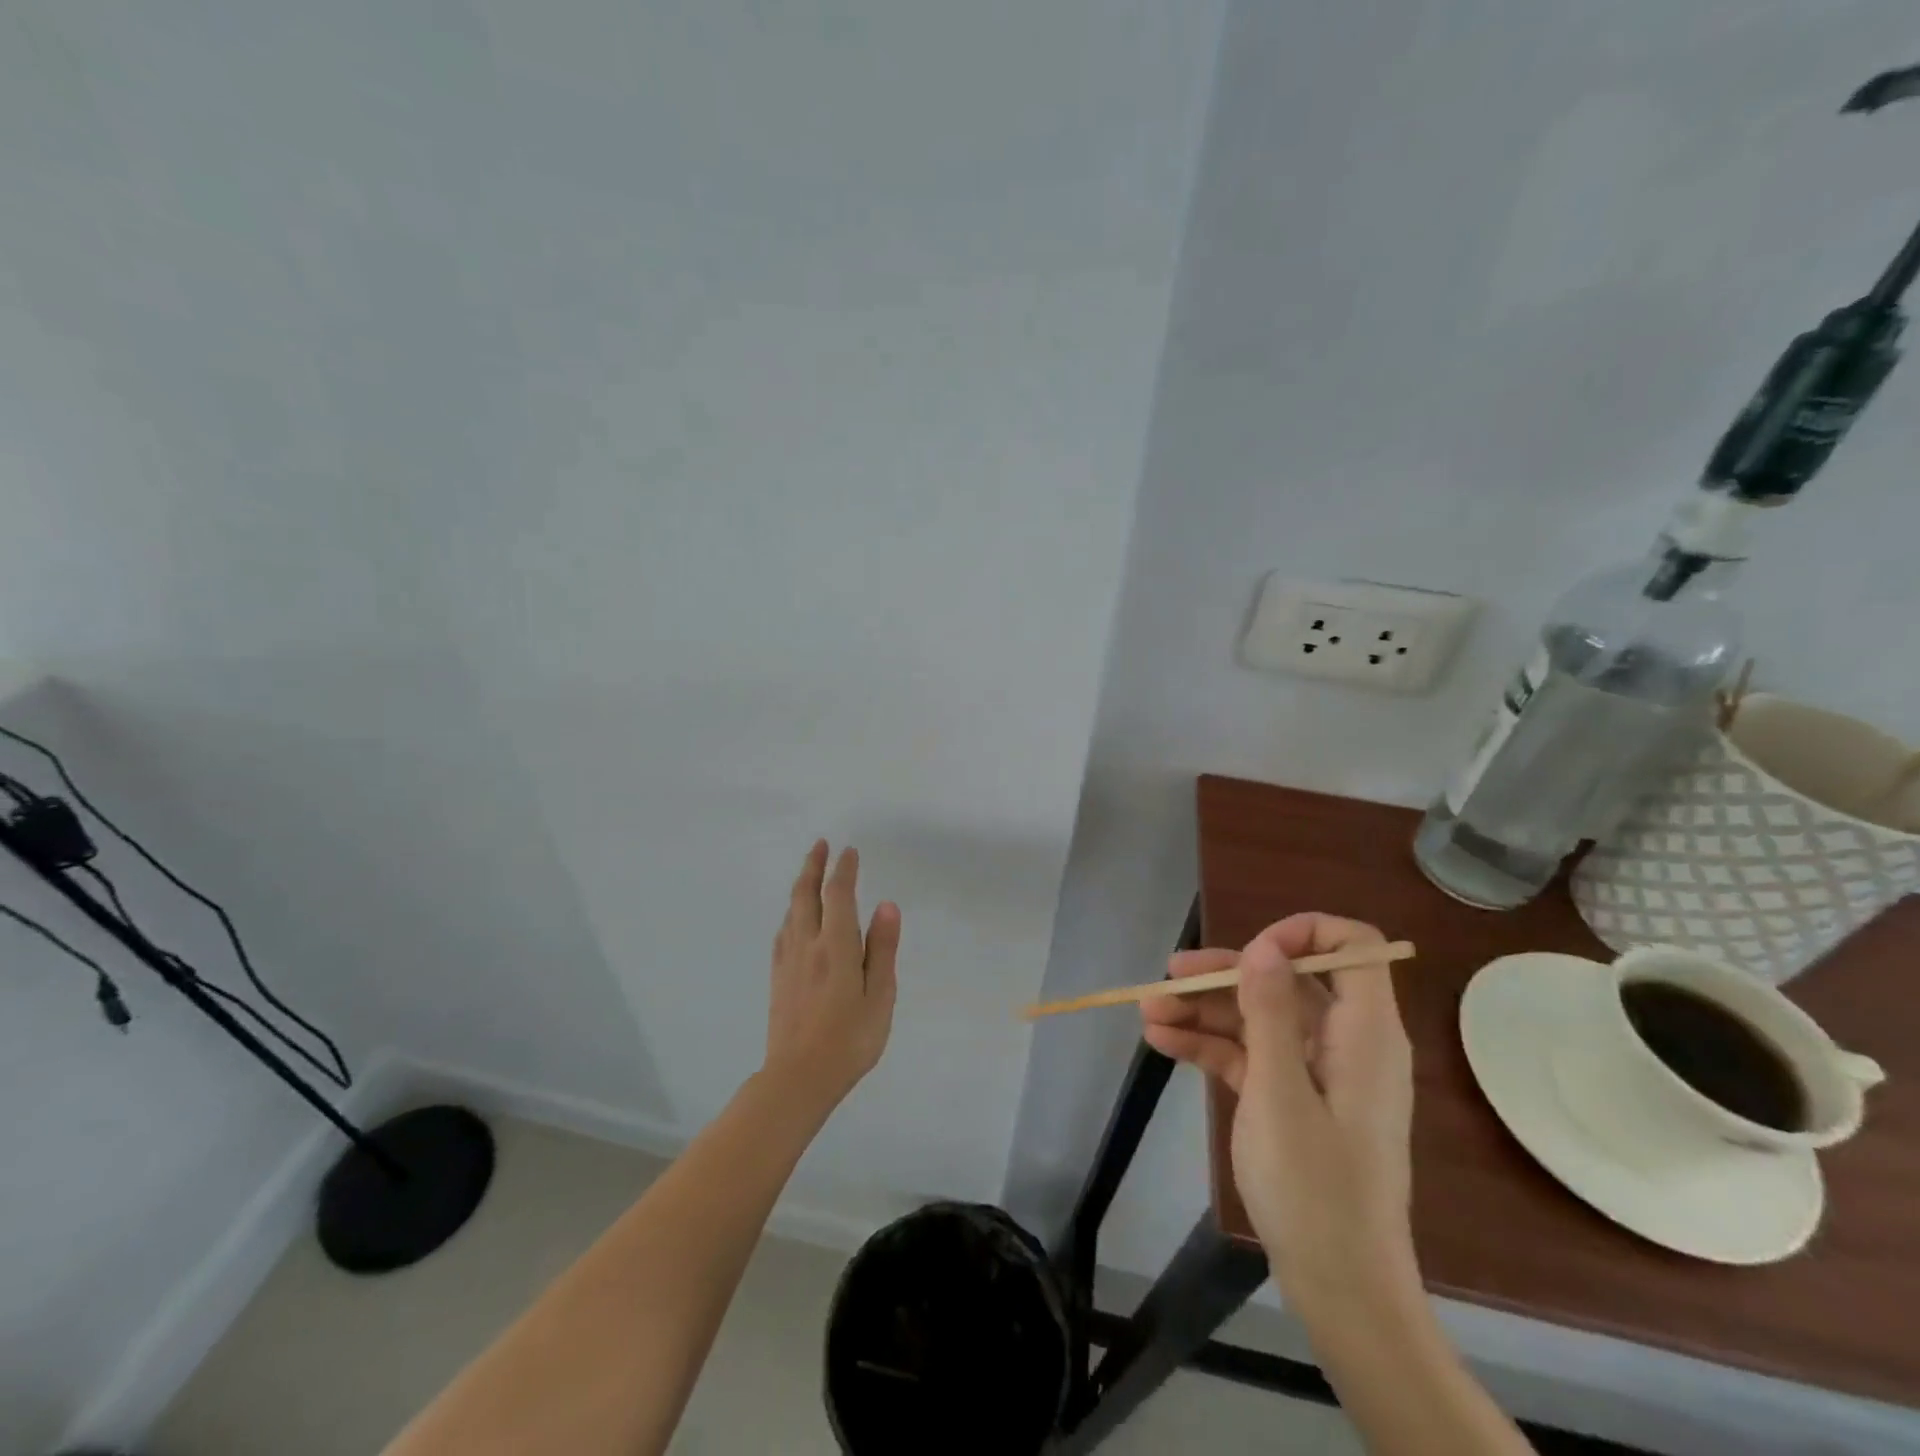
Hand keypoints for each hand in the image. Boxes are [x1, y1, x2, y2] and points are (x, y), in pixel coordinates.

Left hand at [764, 841, 900, 1109]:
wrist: (797, 1078)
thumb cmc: (849, 1040)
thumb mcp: (880, 996)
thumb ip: (882, 949)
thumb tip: (887, 905)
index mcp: (836, 946)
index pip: (838, 895)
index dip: (844, 870)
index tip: (849, 851)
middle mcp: (807, 944)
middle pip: (806, 894)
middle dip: (813, 866)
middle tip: (820, 845)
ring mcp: (788, 960)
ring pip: (791, 911)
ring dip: (800, 886)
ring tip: (809, 874)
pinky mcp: (778, 977)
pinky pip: (784, 931)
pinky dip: (791, 912)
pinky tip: (793, 918)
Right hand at [1141, 914, 1415, 1315]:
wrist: (1339, 1288)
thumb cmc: (1315, 1187)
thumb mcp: (1281, 1092)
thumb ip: (1270, 1012)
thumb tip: (1264, 945)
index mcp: (1364, 1032)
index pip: (1352, 947)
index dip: (1302, 934)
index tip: (1249, 953)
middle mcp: (1345, 1042)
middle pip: (1286, 982)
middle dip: (1225, 975)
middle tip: (1168, 976)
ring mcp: (1317, 1072)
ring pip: (1260, 1018)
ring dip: (1204, 1012)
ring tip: (1148, 1013)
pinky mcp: (1293, 1098)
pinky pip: (1250, 1055)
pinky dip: (1210, 1047)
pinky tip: (1162, 1043)